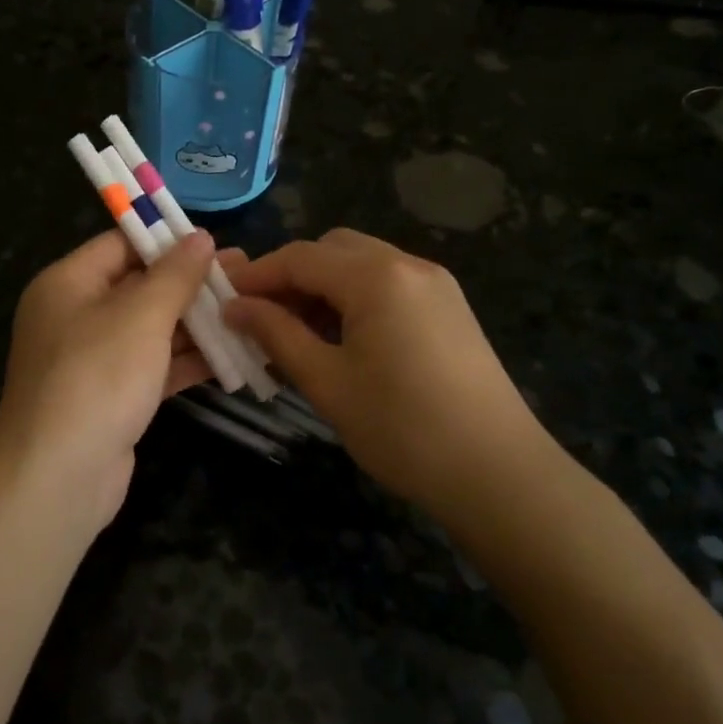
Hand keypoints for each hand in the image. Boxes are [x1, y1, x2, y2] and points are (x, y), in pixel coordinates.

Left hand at [0, 229, 218, 524]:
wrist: (58, 476)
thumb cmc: (98, 377)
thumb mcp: (141, 315)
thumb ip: (175, 275)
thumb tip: (201, 237)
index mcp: (68, 283)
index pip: (120, 244)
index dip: (167, 238)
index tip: (215, 239)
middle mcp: (76, 316)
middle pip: (139, 286)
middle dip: (191, 283)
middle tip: (245, 274)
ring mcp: (93, 360)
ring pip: (151, 329)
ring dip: (196, 323)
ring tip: (249, 311)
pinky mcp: (112, 397)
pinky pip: (153, 367)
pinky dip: (187, 361)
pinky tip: (233, 357)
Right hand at [223, 229, 548, 511]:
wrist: (499, 474)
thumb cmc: (403, 428)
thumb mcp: (327, 382)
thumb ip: (277, 334)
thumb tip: (235, 307)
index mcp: (376, 276)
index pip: (300, 256)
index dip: (257, 275)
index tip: (223, 299)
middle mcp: (408, 265)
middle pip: (332, 250)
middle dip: (291, 276)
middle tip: (260, 317)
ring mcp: (435, 285)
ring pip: (362, 266)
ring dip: (323, 288)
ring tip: (295, 333)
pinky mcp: (450, 309)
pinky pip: (388, 286)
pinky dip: (354, 300)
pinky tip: (340, 340)